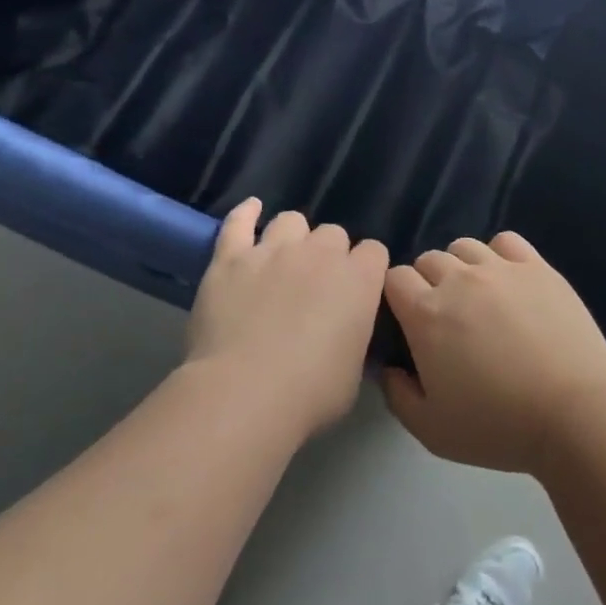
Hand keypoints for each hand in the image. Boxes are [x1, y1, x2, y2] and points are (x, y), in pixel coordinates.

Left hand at [186, 199, 387, 438]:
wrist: (245, 393)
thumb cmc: (311, 393)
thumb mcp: (354, 371)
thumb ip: (355, 338)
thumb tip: (347, 334)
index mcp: (360, 279)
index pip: (374, 252)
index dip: (366, 270)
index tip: (357, 292)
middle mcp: (321, 253)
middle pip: (333, 233)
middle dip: (329, 254)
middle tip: (316, 285)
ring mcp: (273, 250)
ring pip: (291, 221)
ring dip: (292, 237)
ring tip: (284, 259)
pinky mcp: (231, 259)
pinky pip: (238, 222)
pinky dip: (246, 214)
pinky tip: (251, 210)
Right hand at [380, 231, 605, 473]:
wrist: (574, 413)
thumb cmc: (498, 426)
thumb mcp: (430, 430)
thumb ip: (397, 395)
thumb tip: (389, 367)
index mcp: (426, 314)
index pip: (394, 278)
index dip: (396, 296)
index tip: (407, 320)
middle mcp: (460, 280)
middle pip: (428, 259)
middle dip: (426, 282)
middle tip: (444, 317)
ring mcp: (501, 268)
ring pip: (464, 246)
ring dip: (460, 266)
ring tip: (476, 296)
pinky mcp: (538, 266)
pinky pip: (506, 241)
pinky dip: (498, 254)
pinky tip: (506, 280)